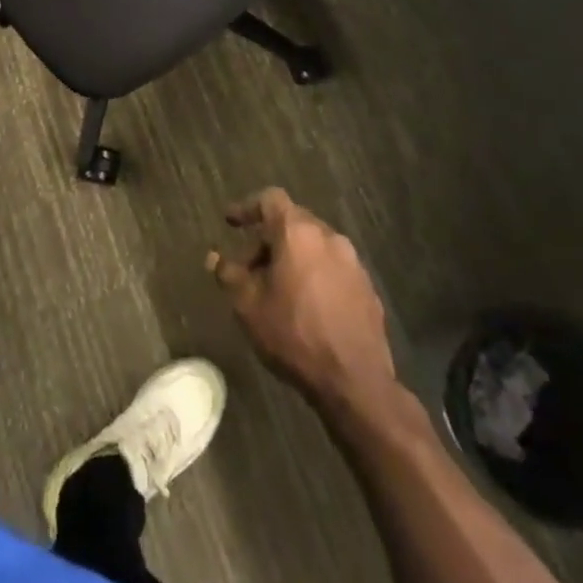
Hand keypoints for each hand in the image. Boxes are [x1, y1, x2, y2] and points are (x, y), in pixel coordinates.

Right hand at [210, 187, 397, 408]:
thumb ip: (229, 275)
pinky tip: (306, 306)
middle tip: (249, 268)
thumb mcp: (248, 306)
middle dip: (267, 240)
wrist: (355, 382)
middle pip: (292, 223)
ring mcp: (353, 262)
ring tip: (277, 290)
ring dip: (292, 258)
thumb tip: (215, 258)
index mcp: (298, 233)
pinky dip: (315, 275)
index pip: (270, 200)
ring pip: (314, 246)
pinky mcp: (367, 288)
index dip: (247, 207)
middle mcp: (328, 237)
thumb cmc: (294, 336)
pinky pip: (333, 268)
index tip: (231, 222)